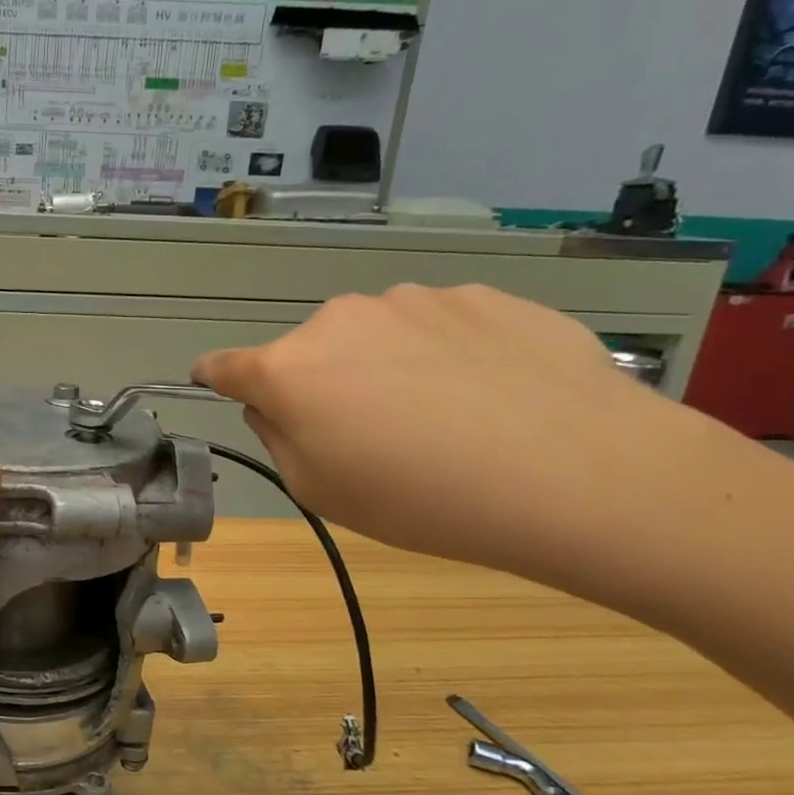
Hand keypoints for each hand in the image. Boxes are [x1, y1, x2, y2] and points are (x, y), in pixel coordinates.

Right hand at [193, 285, 675, 572]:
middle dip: (322, 383)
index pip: (226, 366)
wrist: (580, 473)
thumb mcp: (320, 491)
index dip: (215, 377)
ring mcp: (414, 300)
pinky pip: (438, 327)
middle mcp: (339, 320)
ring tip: (443, 415)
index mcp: (289, 370)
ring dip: (385, 365)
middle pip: (309, 352)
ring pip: (376, 335)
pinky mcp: (482, 296)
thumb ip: (277, 437)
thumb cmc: (423, 498)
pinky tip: (490, 395)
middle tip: (369, 433)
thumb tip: (273, 404)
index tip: (213, 382)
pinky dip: (445, 355)